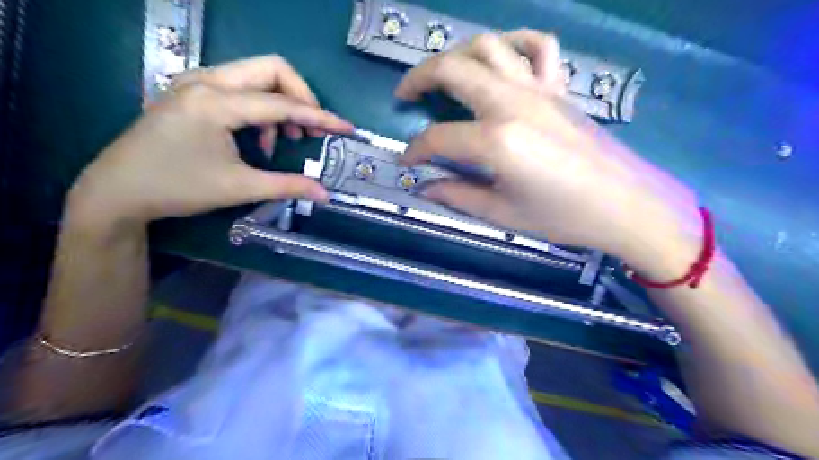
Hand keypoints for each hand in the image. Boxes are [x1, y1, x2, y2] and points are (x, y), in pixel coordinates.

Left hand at [68, 56, 351, 228]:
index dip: (319, 116)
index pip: (282, 103)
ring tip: (285, 137)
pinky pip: (240, 87)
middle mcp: (207, 81)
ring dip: (281, 103)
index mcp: (216, 103)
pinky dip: (261, 108)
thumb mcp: (239, 188)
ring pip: (256, 75)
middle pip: (271, 68)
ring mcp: (197, 83)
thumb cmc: (177, 188)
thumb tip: (325, 193)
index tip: (346, 128)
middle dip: (301, 96)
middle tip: (311, 128)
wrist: (118, 190)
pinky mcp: (193, 92)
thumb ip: (287, 186)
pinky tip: (258, 138)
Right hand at [396, 30, 695, 269]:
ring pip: (489, 46)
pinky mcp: (559, 88)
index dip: (416, 150)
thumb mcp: (503, 214)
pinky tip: (502, 58)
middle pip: (454, 70)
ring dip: (457, 54)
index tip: (407, 163)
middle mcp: (513, 103)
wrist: (623, 205)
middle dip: (419, 77)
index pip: (439, 137)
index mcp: (497, 141)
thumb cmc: (562, 216)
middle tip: (405, 95)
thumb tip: (424, 187)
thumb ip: (457, 196)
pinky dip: (515, 43)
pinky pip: (538, 47)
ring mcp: (539, 89)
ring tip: (444, 74)